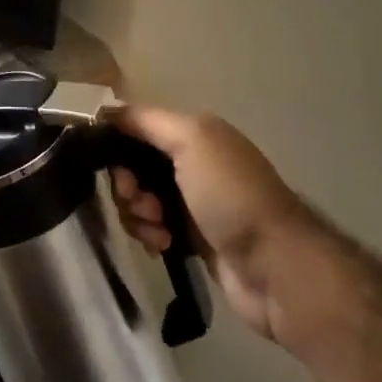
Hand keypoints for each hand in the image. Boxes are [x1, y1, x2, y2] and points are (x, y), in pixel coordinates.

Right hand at [110, 104, 333, 345]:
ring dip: (138, 214)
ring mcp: (192, 202)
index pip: (138, 126)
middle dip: (127, 184)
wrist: (275, 268)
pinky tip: (164, 245)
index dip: (117, 142)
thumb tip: (106, 113)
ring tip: (157, 230)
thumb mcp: (193, 140)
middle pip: (133, 165)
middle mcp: (192, 162)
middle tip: (138, 202)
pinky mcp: (191, 238)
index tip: (113, 166)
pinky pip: (152, 227)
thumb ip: (148, 121)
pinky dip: (150, 234)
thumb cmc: (231, 196)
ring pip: (139, 199)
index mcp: (195, 133)